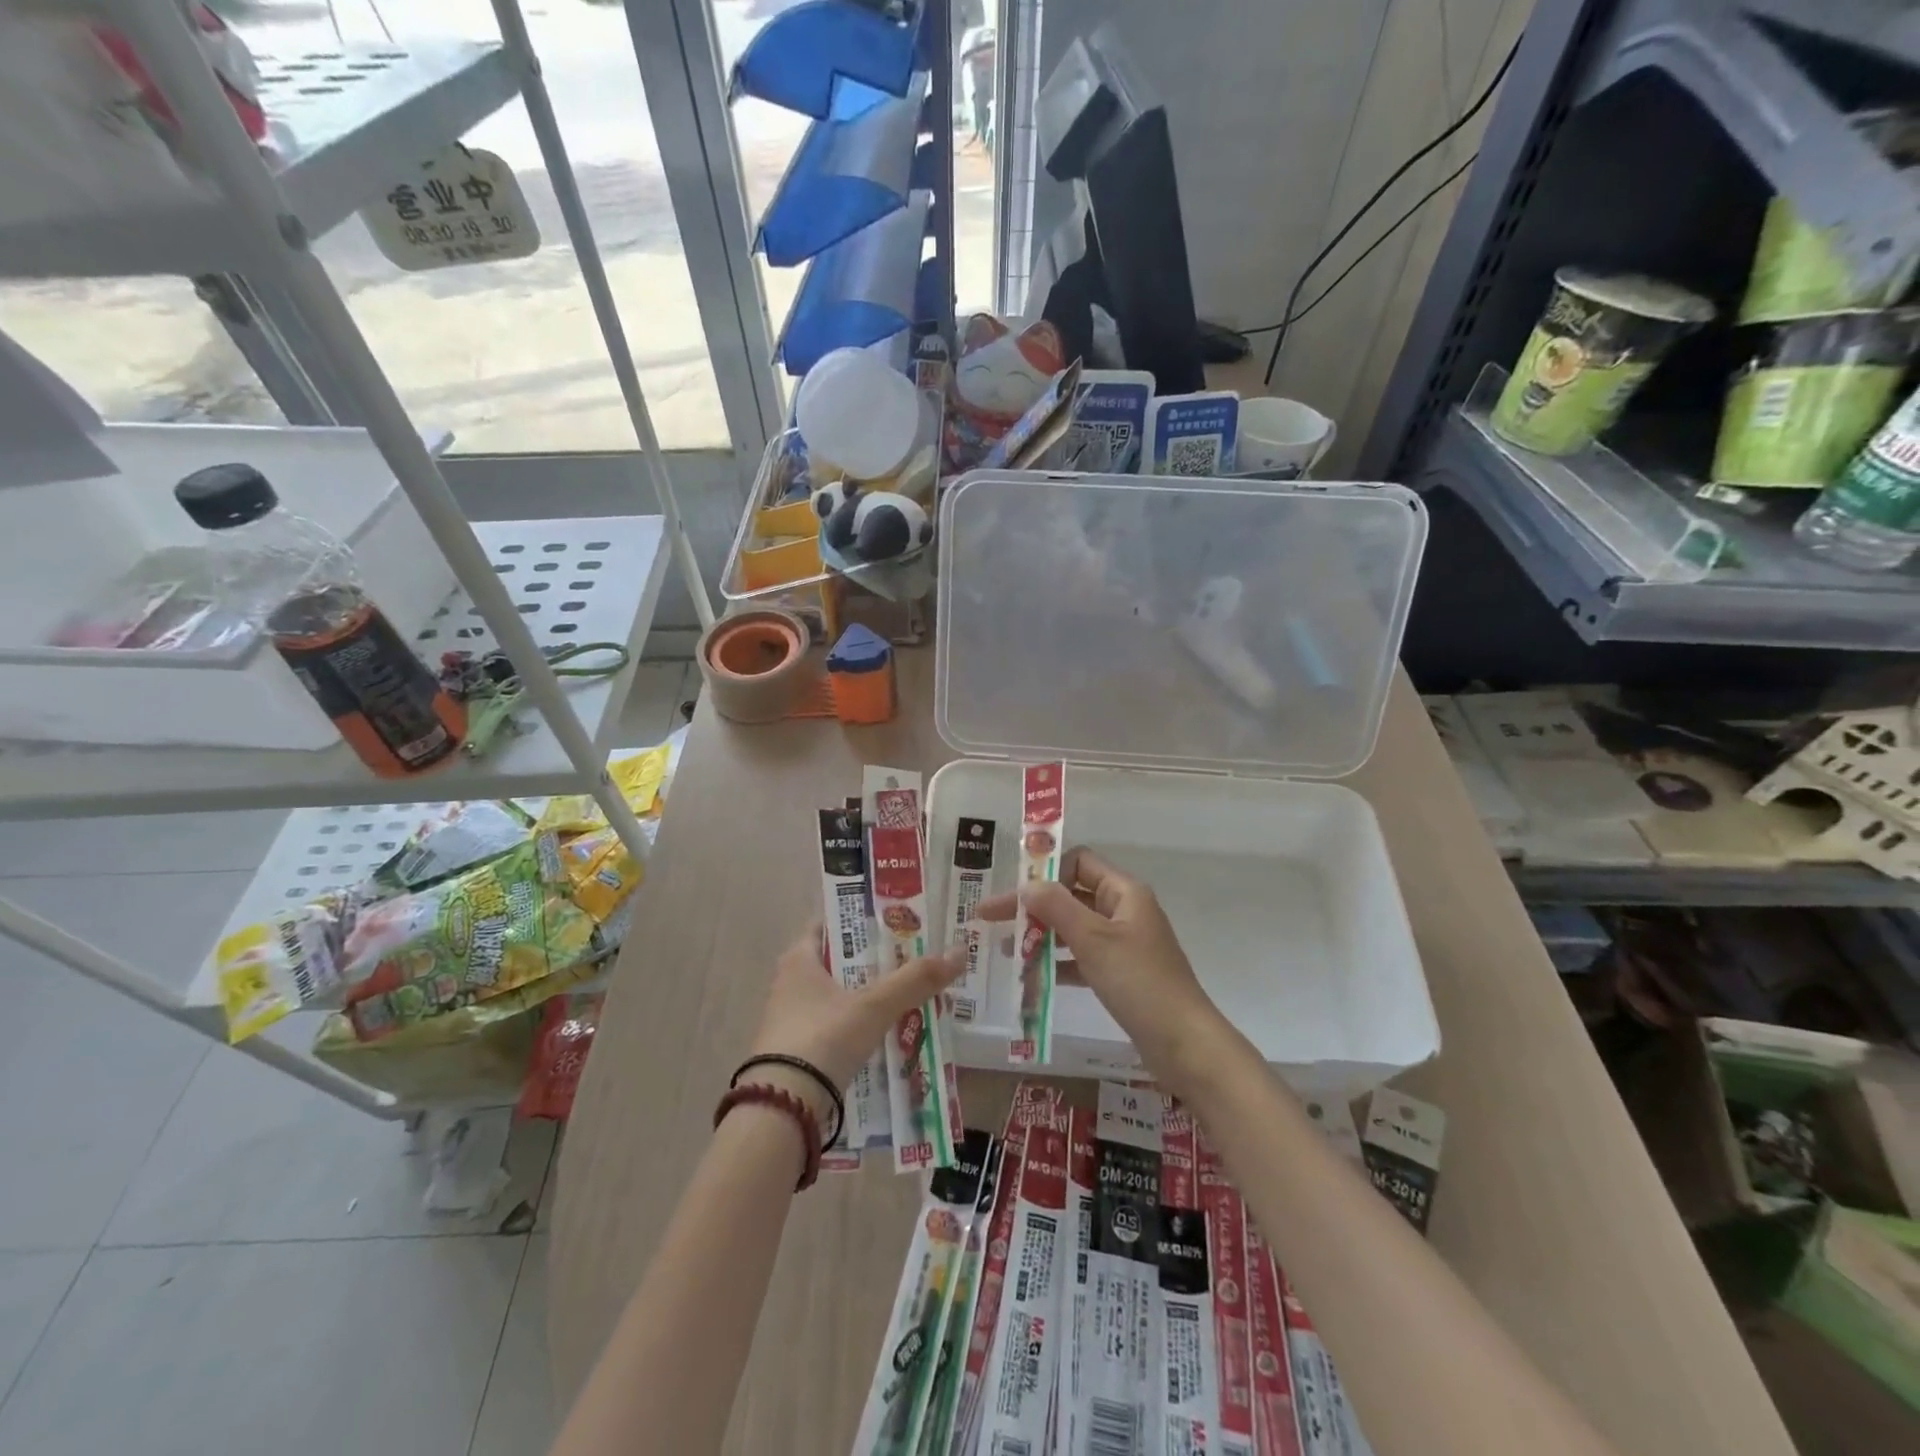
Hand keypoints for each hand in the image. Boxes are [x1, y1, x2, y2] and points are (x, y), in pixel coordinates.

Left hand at [747, 924, 965, 1114]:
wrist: (782, 1109)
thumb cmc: (823, 1038)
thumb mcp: (874, 1005)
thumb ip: (915, 980)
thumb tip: (960, 952)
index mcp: (799, 959)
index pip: (830, 924)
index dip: (862, 920)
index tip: (896, 921)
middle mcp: (790, 983)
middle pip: (839, 962)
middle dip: (875, 962)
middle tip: (914, 958)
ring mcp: (791, 1020)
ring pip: (840, 997)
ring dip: (870, 996)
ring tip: (910, 994)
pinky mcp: (797, 1053)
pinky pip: (837, 1027)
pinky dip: (860, 1026)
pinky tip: (889, 1032)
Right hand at [979, 847, 1227, 1091]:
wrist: (1184, 1044)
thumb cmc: (1139, 983)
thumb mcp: (1093, 940)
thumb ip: (1057, 907)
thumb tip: (1026, 885)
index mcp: (1124, 892)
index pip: (1078, 862)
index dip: (1044, 872)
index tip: (1012, 893)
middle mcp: (1124, 911)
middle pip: (1071, 895)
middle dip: (1033, 906)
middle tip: (990, 919)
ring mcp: (1124, 944)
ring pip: (1074, 928)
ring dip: (1041, 936)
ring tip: (1008, 952)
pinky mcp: (1121, 974)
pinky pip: (1082, 958)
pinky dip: (1057, 963)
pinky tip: (1032, 978)